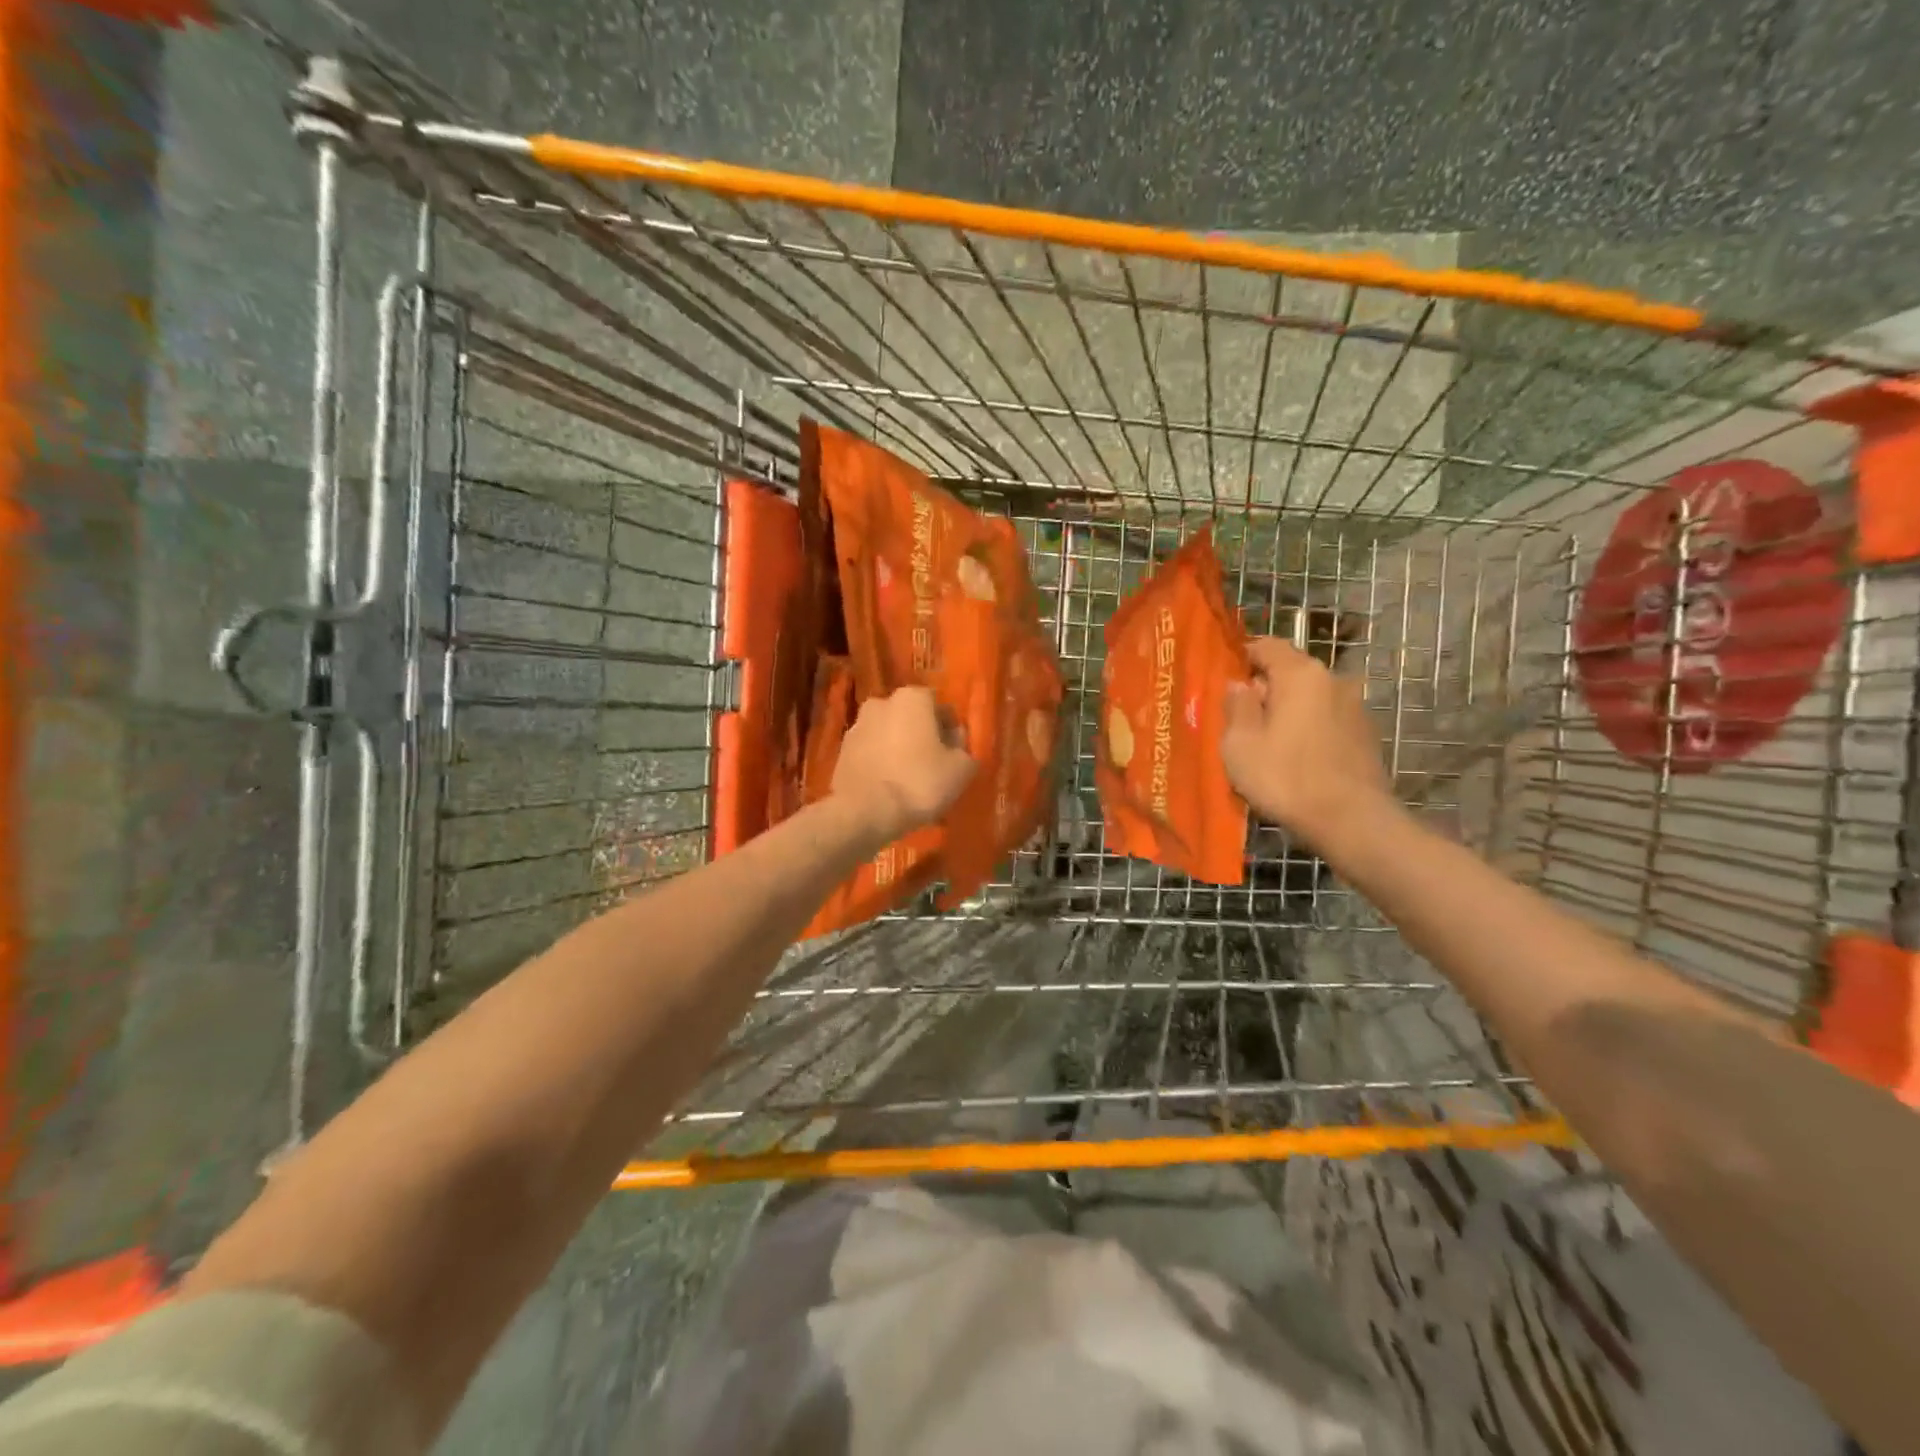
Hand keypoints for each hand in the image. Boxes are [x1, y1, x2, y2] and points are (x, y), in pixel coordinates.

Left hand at [831, 686, 976, 841]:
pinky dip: (880, 763)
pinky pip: (870, 753)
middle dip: (922, 736)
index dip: (950, 731)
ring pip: (888, 734)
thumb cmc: (920, 782)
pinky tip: (889, 787)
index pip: (941, 707)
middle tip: (933, 765)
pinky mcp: (841, 752)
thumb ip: (965, 749)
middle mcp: (881, 702)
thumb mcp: (961, 769)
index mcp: (912, 697)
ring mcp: (857, 726)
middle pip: (911, 717)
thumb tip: (956, 742)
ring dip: (899, 749)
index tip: (954, 754)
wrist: (865, 811)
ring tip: (909, 779)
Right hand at [1221, 638, 1394, 848]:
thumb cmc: (1286, 778)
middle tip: (1238, 717)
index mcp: (1301, 674)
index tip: (1222, 677)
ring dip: (1286, 712)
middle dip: (1264, 688)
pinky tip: (1294, 759)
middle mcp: (1333, 680)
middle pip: (1290, 672)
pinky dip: (1307, 730)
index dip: (1242, 656)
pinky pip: (1325, 720)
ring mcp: (1355, 707)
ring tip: (1265, 743)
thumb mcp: (1240, 744)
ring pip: (1309, 698)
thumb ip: (1236, 707)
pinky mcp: (1365, 735)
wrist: (1353, 822)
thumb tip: (1239, 685)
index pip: (1267, 645)